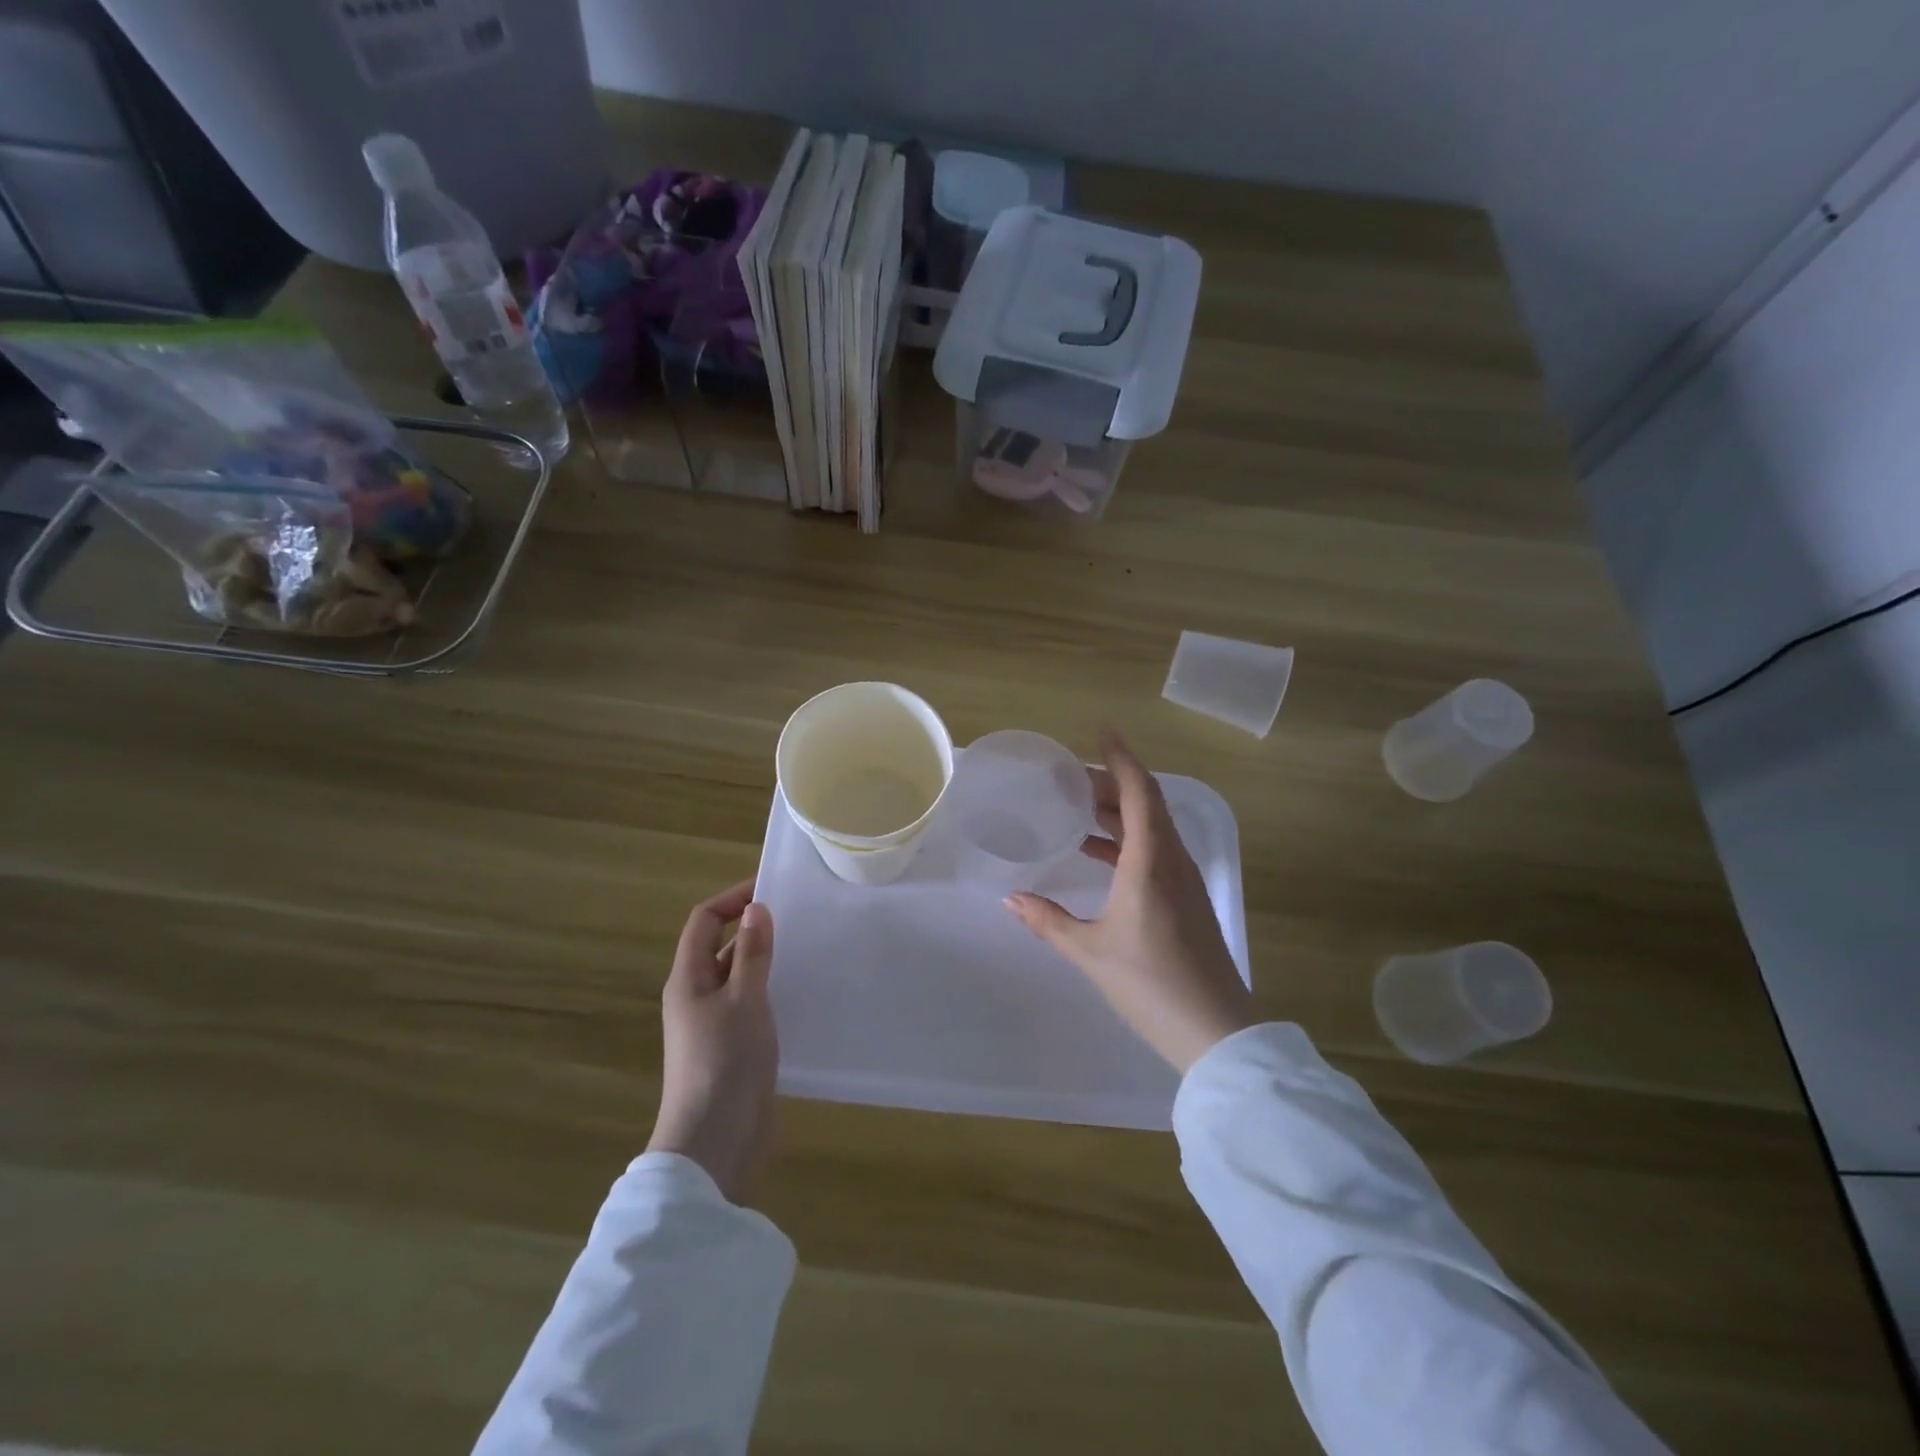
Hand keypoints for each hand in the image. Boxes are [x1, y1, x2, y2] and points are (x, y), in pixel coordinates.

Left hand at [647, 879, 778, 1203]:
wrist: (716, 1143)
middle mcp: (697, 997)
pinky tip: (803, 994)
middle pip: (721, 948)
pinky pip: (752, 1006)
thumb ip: (753, 954)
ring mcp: (715, 1025)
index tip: (771, 889)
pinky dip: (773, 992)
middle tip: (799, 919)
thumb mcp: (744, 1000)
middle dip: (754, 929)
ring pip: (740, 978)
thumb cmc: (725, 1062)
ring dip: (766, 962)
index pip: (704, 921)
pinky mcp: (734, 1049)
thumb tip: (756, 909)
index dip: (732, 899)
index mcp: (688, 979)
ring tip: (808, 950)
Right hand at [1006, 733, 1256, 1071]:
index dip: (1120, 757)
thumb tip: (1010, 899)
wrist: (1216, 1030)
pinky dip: (1127, 840)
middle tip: (1071, 776)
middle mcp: (1172, 860)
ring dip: (1118, 812)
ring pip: (1151, 827)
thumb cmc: (1149, 982)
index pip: (1138, 791)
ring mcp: (1183, 880)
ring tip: (1079, 807)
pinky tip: (1098, 853)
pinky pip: (1155, 851)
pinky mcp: (1186, 899)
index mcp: (1150, 860)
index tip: (1102, 730)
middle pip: (1145, 803)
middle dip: (1110, 782)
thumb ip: (1048, 921)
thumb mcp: (1090, 950)